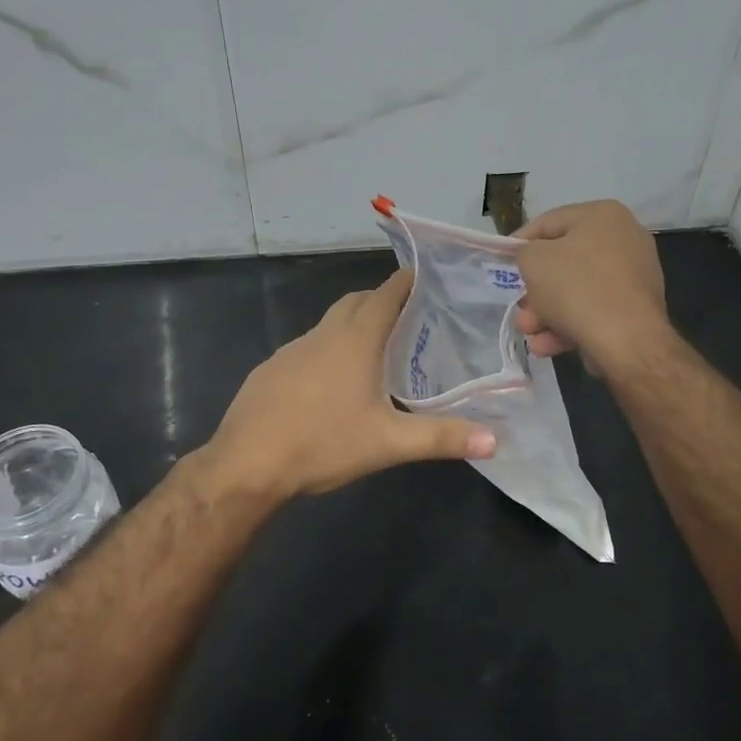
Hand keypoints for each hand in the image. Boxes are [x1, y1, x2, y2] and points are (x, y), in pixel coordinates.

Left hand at [204, 270, 496, 503]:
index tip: (425, 277)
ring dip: (352, 326)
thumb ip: (441, 438)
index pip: (385, 294)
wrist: (246, 464)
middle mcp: (322, 335)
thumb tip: (495, 441)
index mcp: (354, 340)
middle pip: (355, 302)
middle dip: (381, 300)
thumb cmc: (322, 443)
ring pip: (329, 325)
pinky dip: (327, 350)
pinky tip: (332, 384)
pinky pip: (307, 348)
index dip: (406, 282)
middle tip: (409, 317)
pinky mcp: (270, 370)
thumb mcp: (388, 443)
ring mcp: (291, 350)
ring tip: (376, 351)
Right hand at [513, 201, 669, 372]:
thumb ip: (525, 252)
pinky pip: (593, 312)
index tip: (501, 261)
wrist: (627, 340)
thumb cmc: (576, 287)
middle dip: (534, 289)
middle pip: (563, 262)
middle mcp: (624, 240)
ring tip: (528, 332)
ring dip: (546, 313)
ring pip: (576, 292)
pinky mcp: (635, 310)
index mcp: (603, 216)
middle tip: (518, 307)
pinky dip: (568, 326)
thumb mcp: (534, 261)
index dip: (519, 242)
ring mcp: (633, 277)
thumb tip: (533, 260)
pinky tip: (546, 345)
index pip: (549, 222)